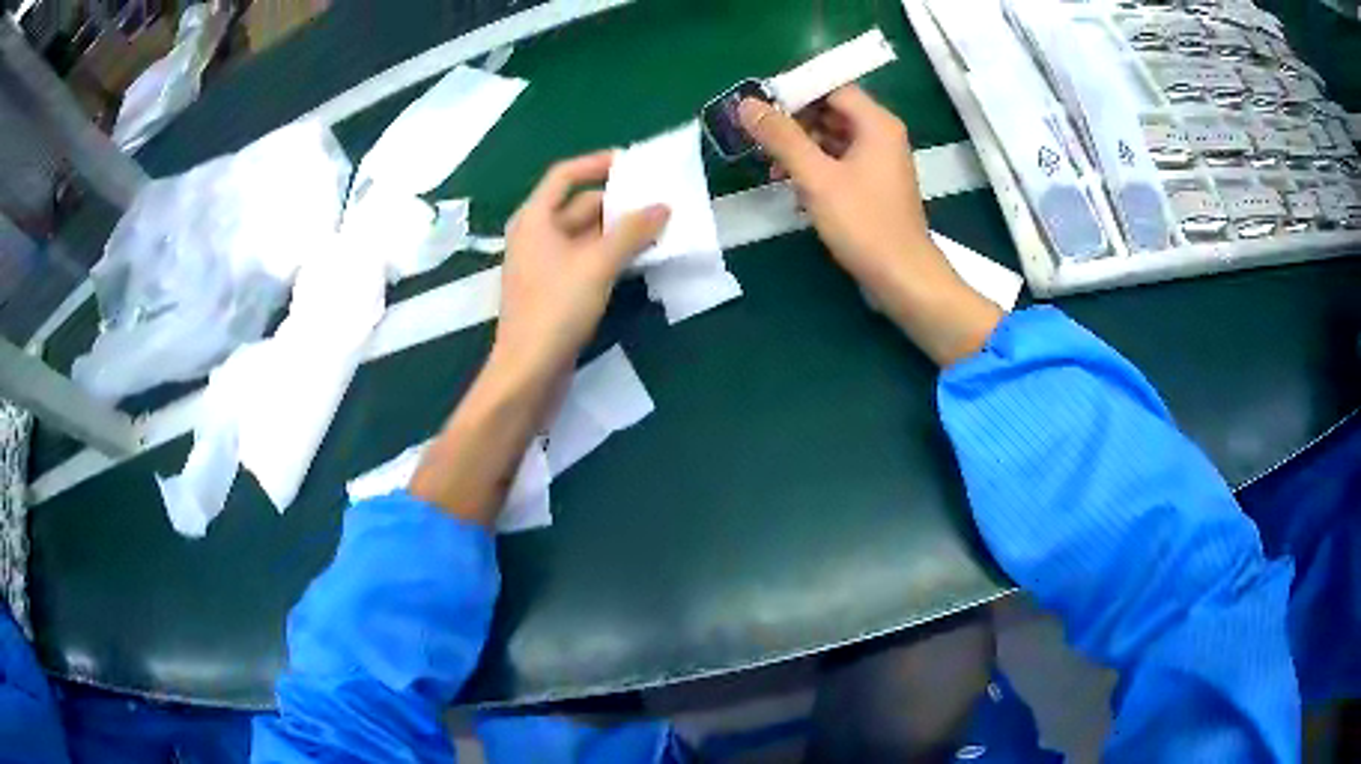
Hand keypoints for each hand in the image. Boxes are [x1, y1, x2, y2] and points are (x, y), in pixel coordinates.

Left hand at [496, 151, 668, 377]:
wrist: (528, 370)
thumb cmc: (556, 309)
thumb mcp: (597, 264)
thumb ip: (631, 231)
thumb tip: (662, 207)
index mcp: (535, 219)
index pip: (565, 175)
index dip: (597, 164)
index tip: (632, 163)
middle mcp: (536, 235)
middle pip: (578, 205)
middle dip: (617, 202)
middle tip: (657, 200)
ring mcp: (544, 264)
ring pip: (585, 235)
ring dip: (618, 230)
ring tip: (658, 227)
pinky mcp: (554, 290)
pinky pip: (585, 259)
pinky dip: (610, 254)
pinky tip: (639, 258)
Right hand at [738, 86, 1001, 366]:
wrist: (903, 277)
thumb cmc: (864, 224)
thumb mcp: (816, 178)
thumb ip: (781, 137)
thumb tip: (747, 104)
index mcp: (876, 124)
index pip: (832, 87)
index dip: (795, 90)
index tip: (760, 105)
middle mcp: (882, 135)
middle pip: (831, 110)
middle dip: (794, 121)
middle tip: (760, 136)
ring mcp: (880, 161)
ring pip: (833, 138)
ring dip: (802, 147)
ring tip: (771, 166)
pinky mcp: (875, 185)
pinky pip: (841, 162)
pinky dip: (817, 167)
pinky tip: (793, 188)